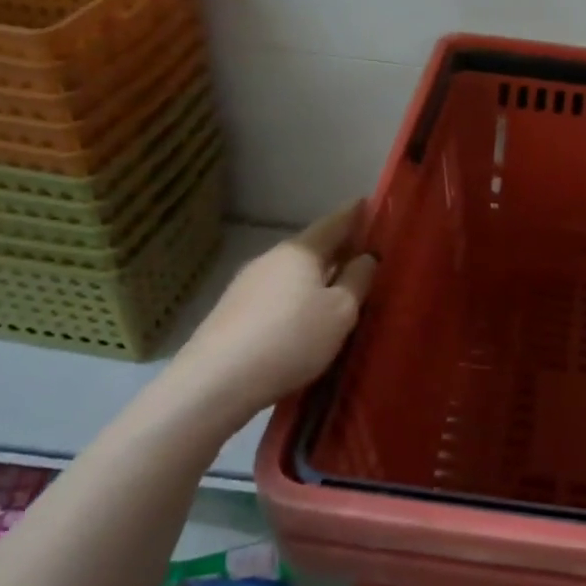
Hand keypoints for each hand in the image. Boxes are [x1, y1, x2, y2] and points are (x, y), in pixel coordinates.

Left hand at [163, 202, 376, 431]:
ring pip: (291, 273)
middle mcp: (271, 258)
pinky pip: (275, 296)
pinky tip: (302, 318)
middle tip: (362, 254)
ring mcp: (246, 284)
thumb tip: (365, 257)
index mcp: (300, 251)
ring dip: (314, 277)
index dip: (354, 214)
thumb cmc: (291, 338)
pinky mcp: (232, 312)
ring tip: (336, 291)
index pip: (334, 222)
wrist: (216, 381)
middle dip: (336, 249)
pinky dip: (295, 298)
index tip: (369, 204)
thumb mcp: (341, 312)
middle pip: (311, 248)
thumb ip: (358, 281)